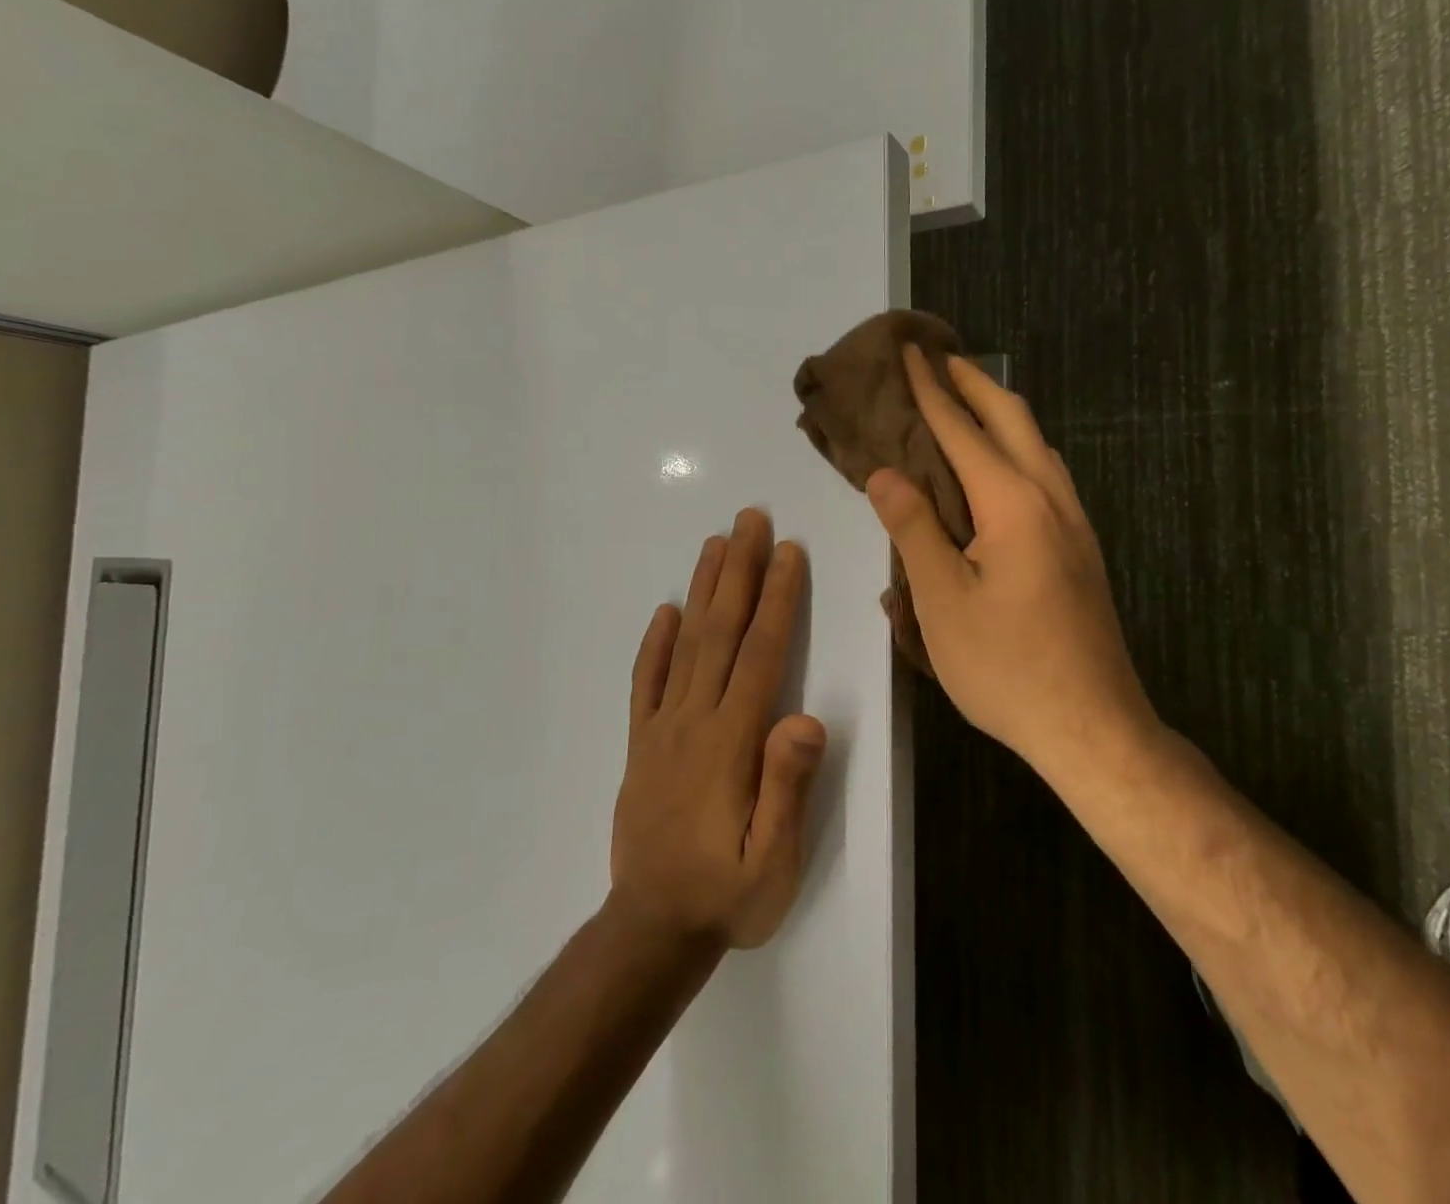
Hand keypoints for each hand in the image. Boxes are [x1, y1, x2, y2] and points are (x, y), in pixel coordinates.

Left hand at [609, 509, 828, 951]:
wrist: (651, 930)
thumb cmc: (726, 895)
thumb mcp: (773, 862)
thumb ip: (787, 788)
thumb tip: (807, 717)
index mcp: (731, 740)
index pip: (760, 653)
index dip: (778, 598)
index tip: (789, 552)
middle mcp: (695, 720)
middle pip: (721, 631)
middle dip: (740, 571)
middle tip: (750, 519)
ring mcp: (663, 728)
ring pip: (686, 644)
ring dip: (704, 590)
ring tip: (717, 544)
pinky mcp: (642, 744)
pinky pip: (646, 682)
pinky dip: (655, 642)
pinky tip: (666, 610)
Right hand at [867, 348, 1154, 770]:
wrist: (1093, 726)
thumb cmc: (1007, 667)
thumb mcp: (942, 601)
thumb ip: (913, 529)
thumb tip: (885, 473)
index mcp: (1013, 504)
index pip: (964, 430)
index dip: (931, 390)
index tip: (911, 352)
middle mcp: (1052, 499)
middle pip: (1013, 420)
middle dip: (974, 383)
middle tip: (938, 359)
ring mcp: (1075, 524)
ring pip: (1037, 445)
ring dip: (1000, 413)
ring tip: (965, 402)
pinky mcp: (1081, 549)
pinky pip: (1046, 475)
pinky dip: (1016, 448)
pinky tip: (999, 468)